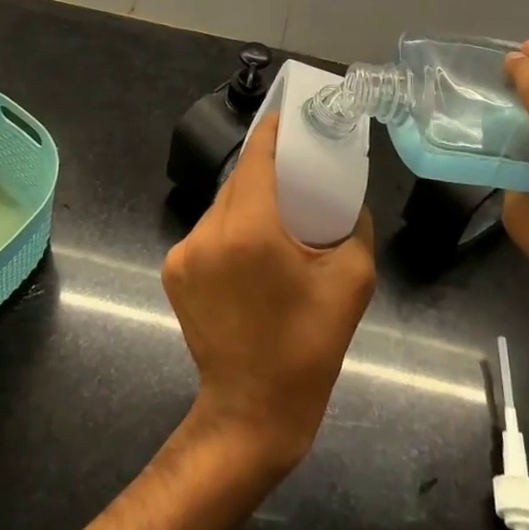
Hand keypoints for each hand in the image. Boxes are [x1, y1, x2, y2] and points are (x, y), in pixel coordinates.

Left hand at [162, 113, 376, 477]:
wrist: (252, 410)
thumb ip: (355, 229)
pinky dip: (230, 229)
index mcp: (250, 229)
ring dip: (247, 202)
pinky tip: (251, 250)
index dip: (273, 133)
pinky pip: (207, 232)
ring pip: (221, 205)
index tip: (289, 119)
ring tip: (277, 216)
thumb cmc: (308, 347)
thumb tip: (349, 201)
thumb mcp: (351, 283)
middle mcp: (209, 231)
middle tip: (296, 172)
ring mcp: (184, 252)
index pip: (257, 157)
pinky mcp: (174, 271)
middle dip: (266, 170)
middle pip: (238, 180)